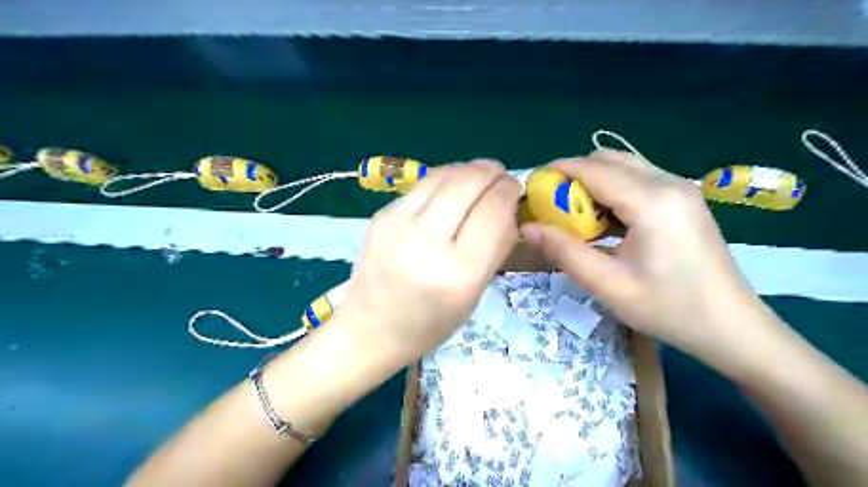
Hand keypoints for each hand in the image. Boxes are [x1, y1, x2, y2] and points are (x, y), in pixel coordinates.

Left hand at [335, 160, 516, 367]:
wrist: (370, 328)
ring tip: (479, 176)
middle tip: (500, 176)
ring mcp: (397, 224)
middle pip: (467, 182)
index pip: (492, 210)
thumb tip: (508, 206)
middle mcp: (425, 242)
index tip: (515, 189)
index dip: (509, 190)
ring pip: (443, 175)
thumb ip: (496, 248)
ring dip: (468, 170)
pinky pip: (422, 186)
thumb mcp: (474, 294)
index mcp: (457, 272)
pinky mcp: (380, 215)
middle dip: (490, 171)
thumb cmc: (430, 324)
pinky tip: (450, 190)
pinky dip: (444, 181)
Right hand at [517, 148, 783, 368]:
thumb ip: (563, 251)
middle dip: (574, 174)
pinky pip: (639, 180)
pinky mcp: (684, 199)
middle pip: (609, 159)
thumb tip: (526, 228)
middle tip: (552, 204)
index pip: (594, 169)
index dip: (558, 171)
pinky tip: (605, 221)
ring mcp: (681, 189)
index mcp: (652, 202)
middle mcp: (669, 184)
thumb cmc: (668, 309)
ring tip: (575, 214)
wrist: (731, 326)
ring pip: (625, 167)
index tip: (532, 186)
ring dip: (594, 182)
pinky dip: (613, 191)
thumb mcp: (607, 284)